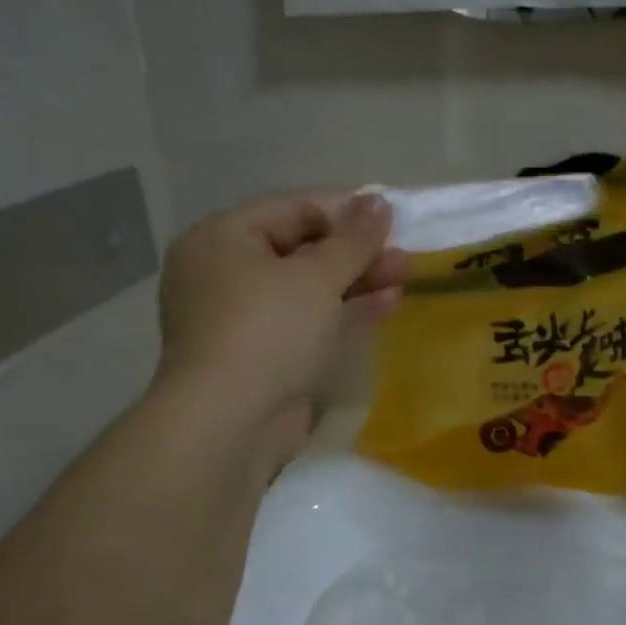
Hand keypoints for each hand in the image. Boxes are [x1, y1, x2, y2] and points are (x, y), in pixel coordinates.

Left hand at [154, 192, 408, 463]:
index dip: (345, 210)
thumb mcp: (317, 276)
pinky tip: (386, 304)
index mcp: (222, 239)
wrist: (230, 423)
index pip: (292, 208)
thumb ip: (353, 239)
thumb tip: (379, 201)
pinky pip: (305, 321)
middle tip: (401, 252)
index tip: (390, 216)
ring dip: (355, 281)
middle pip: (300, 249)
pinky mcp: (261, 356)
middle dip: (354, 251)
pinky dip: (342, 312)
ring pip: (307, 288)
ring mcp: (241, 318)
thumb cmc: (269, 330)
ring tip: (403, 275)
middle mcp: (224, 273)